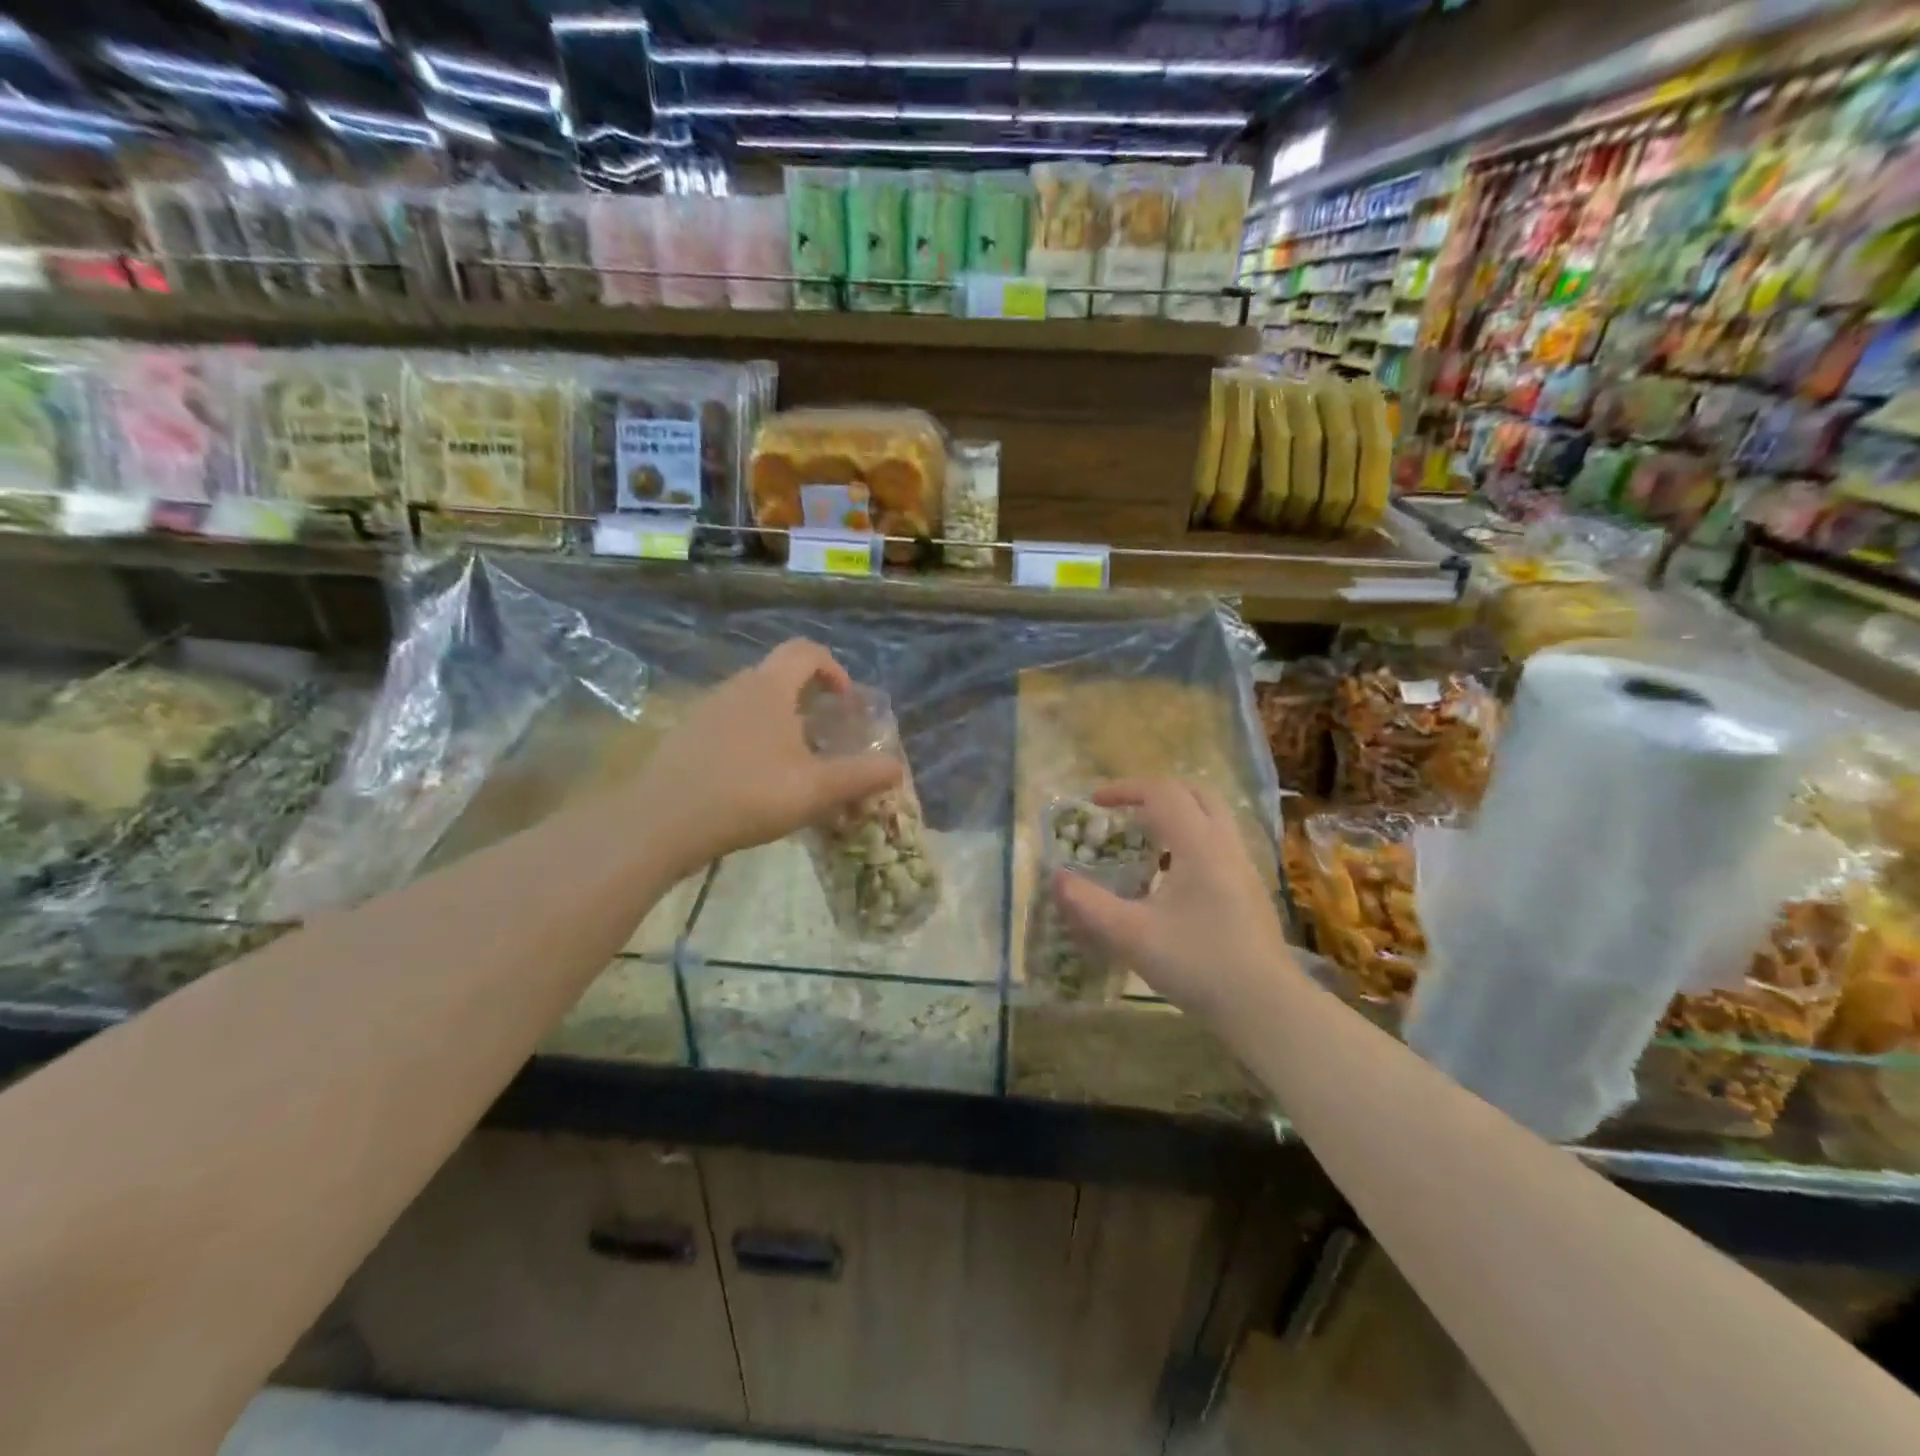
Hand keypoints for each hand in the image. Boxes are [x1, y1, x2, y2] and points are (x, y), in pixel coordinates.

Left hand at [637, 640, 902, 874]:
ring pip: (751, 702)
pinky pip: (728, 724)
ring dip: (778, 721)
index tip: (846, 702)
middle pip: (778, 675)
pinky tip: (751, 781)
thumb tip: (896, 767)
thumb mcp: (816, 789)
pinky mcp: (683, 736)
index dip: (833, 668)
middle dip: (808, 699)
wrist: (661, 821)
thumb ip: (860, 776)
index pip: (806, 651)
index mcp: (770, 688)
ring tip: (792, 762)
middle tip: (825, 736)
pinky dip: (749, 739)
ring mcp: (704, 710)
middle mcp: (735, 687)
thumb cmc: (748, 794)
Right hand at [1055, 779, 1294, 1021]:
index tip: (1094, 802)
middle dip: (1155, 793)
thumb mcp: (1132, 936)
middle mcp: (1226, 846)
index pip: (1162, 793)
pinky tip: (1170, 878)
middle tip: (1124, 812)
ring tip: (1143, 842)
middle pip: (1195, 794)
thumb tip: (1056, 878)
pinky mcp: (1250, 891)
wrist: (1266, 1007)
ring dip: (1176, 817)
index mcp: (1199, 845)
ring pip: (1212, 819)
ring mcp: (1244, 868)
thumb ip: (1089, 905)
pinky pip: (1218, 845)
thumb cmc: (1199, 964)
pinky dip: (1190, 841)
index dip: (1125, 789)